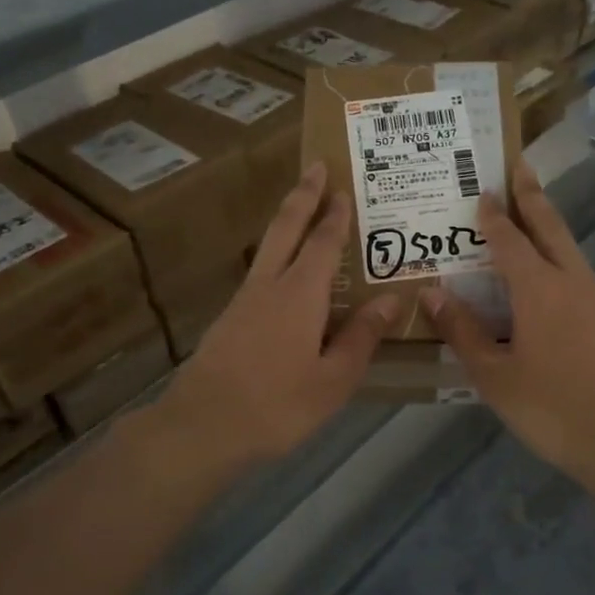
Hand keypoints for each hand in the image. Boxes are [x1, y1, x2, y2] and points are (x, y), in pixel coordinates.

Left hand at [159, 162, 398, 464]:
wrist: (202, 428)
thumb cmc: (277, 405)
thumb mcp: (333, 379)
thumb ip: (362, 337)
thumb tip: (392, 299)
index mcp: (300, 295)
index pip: (323, 243)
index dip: (335, 215)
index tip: (344, 187)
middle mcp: (269, 286)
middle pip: (286, 228)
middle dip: (302, 195)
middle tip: (315, 166)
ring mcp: (243, 301)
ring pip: (268, 248)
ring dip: (287, 222)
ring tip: (305, 211)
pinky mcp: (229, 320)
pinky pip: (260, 274)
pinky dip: (277, 256)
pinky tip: (285, 274)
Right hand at [419, 159, 594, 493]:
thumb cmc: (554, 409)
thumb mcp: (495, 376)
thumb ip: (464, 333)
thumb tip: (432, 294)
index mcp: (539, 289)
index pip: (509, 239)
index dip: (493, 214)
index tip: (481, 188)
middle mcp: (571, 281)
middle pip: (550, 227)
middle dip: (533, 196)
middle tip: (518, 167)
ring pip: (568, 246)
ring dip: (548, 223)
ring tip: (529, 210)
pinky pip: (575, 270)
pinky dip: (557, 254)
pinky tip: (546, 272)